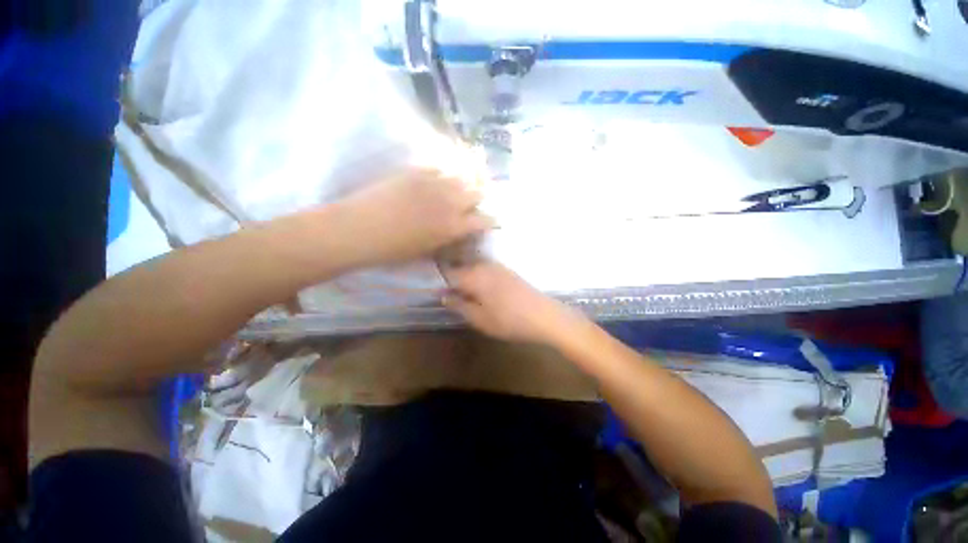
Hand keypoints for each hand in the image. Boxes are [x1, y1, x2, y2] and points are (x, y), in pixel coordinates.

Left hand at [338, 169, 492, 265]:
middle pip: (478, 192)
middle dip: (480, 198)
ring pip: (461, 176)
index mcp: (453, 226)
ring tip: (459, 187)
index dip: (491, 220)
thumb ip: (448, 238)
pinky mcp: (416, 171)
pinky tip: (439, 178)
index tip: (492, 220)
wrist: (358, 229)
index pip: (484, 219)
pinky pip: (440, 167)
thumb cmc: (393, 249)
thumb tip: (459, 231)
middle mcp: (450, 201)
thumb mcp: (427, 250)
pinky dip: (444, 174)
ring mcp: (433, 182)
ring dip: (464, 183)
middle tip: (474, 202)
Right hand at [442, 261, 586, 344]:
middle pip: (461, 268)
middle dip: (452, 278)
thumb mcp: (480, 319)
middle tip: (446, 293)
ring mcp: (498, 267)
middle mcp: (484, 266)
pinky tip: (481, 291)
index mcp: (474, 276)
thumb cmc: (509, 321)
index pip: (448, 272)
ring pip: (474, 268)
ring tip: (462, 293)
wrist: (545, 316)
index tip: (433, 290)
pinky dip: (478, 278)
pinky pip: (486, 270)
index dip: (439, 280)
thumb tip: (444, 295)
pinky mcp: (508, 271)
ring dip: (465, 278)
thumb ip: (459, 305)